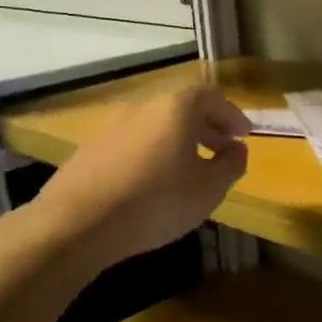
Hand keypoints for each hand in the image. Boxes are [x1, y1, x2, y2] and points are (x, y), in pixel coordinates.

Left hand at [34, 85, 248, 270]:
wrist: (77, 224)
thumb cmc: (157, 201)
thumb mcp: (209, 188)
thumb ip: (231, 165)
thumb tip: (237, 150)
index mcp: (175, 108)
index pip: (212, 97)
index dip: (232, 115)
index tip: (244, 136)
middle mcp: (142, 107)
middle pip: (182, 109)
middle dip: (207, 128)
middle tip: (223, 151)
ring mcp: (111, 127)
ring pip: (155, 126)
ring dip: (178, 142)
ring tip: (189, 170)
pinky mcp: (90, 150)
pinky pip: (133, 144)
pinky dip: (152, 154)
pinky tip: (153, 184)